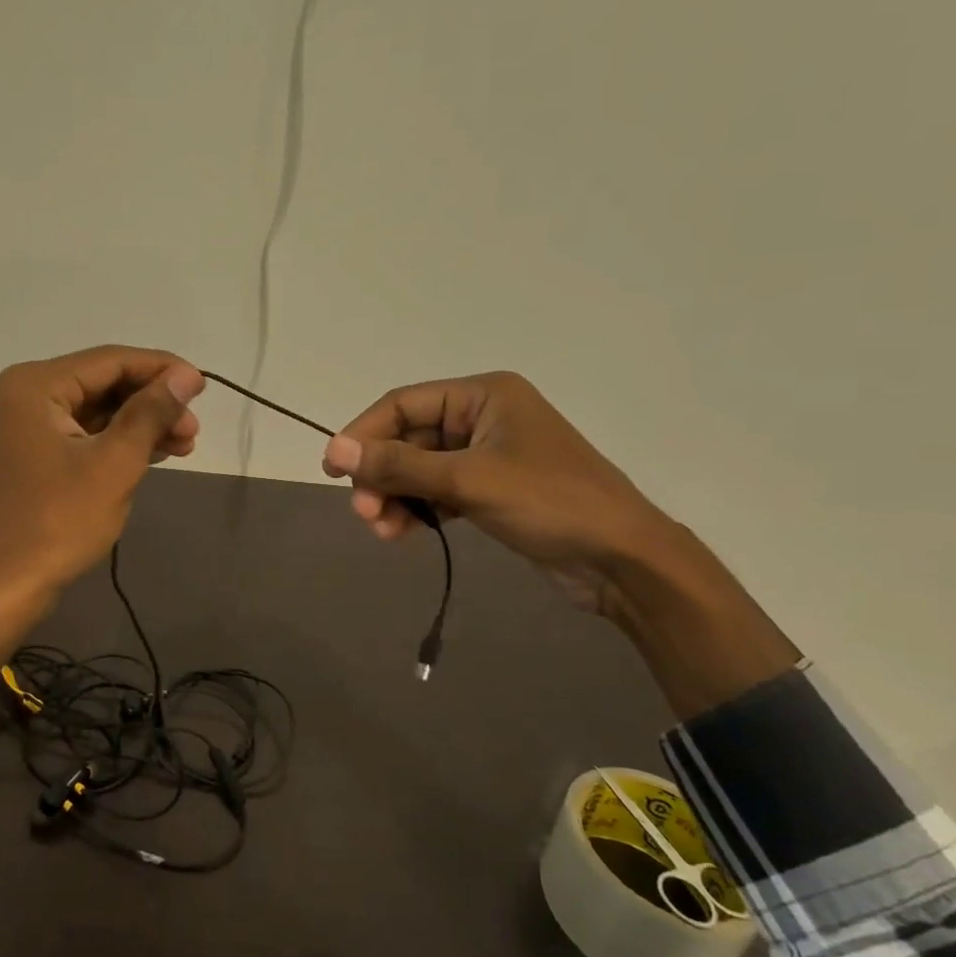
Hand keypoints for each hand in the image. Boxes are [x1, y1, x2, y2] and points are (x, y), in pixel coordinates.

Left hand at [0, 345, 204, 595]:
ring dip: (141, 424)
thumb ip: (150, 412)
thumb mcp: (115, 463)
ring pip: (97, 411)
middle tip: (194, 428)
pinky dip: (119, 442)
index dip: (161, 369)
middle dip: (152, 403)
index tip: (203, 386)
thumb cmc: (60, 521)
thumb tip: (186, 376)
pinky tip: (155, 453)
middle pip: (103, 383)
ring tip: (185, 444)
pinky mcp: (34, 454)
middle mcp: (25, 395)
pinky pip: (84, 434)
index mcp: (35, 385)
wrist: (7, 586)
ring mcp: (26, 426)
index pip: (110, 360)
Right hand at [321, 371, 798, 715]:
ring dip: (396, 496)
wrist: (623, 561)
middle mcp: (483, 417)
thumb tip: (334, 449)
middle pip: (410, 438)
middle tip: (362, 512)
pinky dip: (419, 509)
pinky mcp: (493, 490)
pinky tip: (403, 533)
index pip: (403, 404)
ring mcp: (489, 455)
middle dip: (382, 474)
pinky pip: (440, 491)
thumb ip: (399, 464)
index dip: (363, 434)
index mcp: (483, 395)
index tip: (332, 469)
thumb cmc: (549, 503)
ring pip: (421, 468)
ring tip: (381, 529)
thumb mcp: (468, 479)